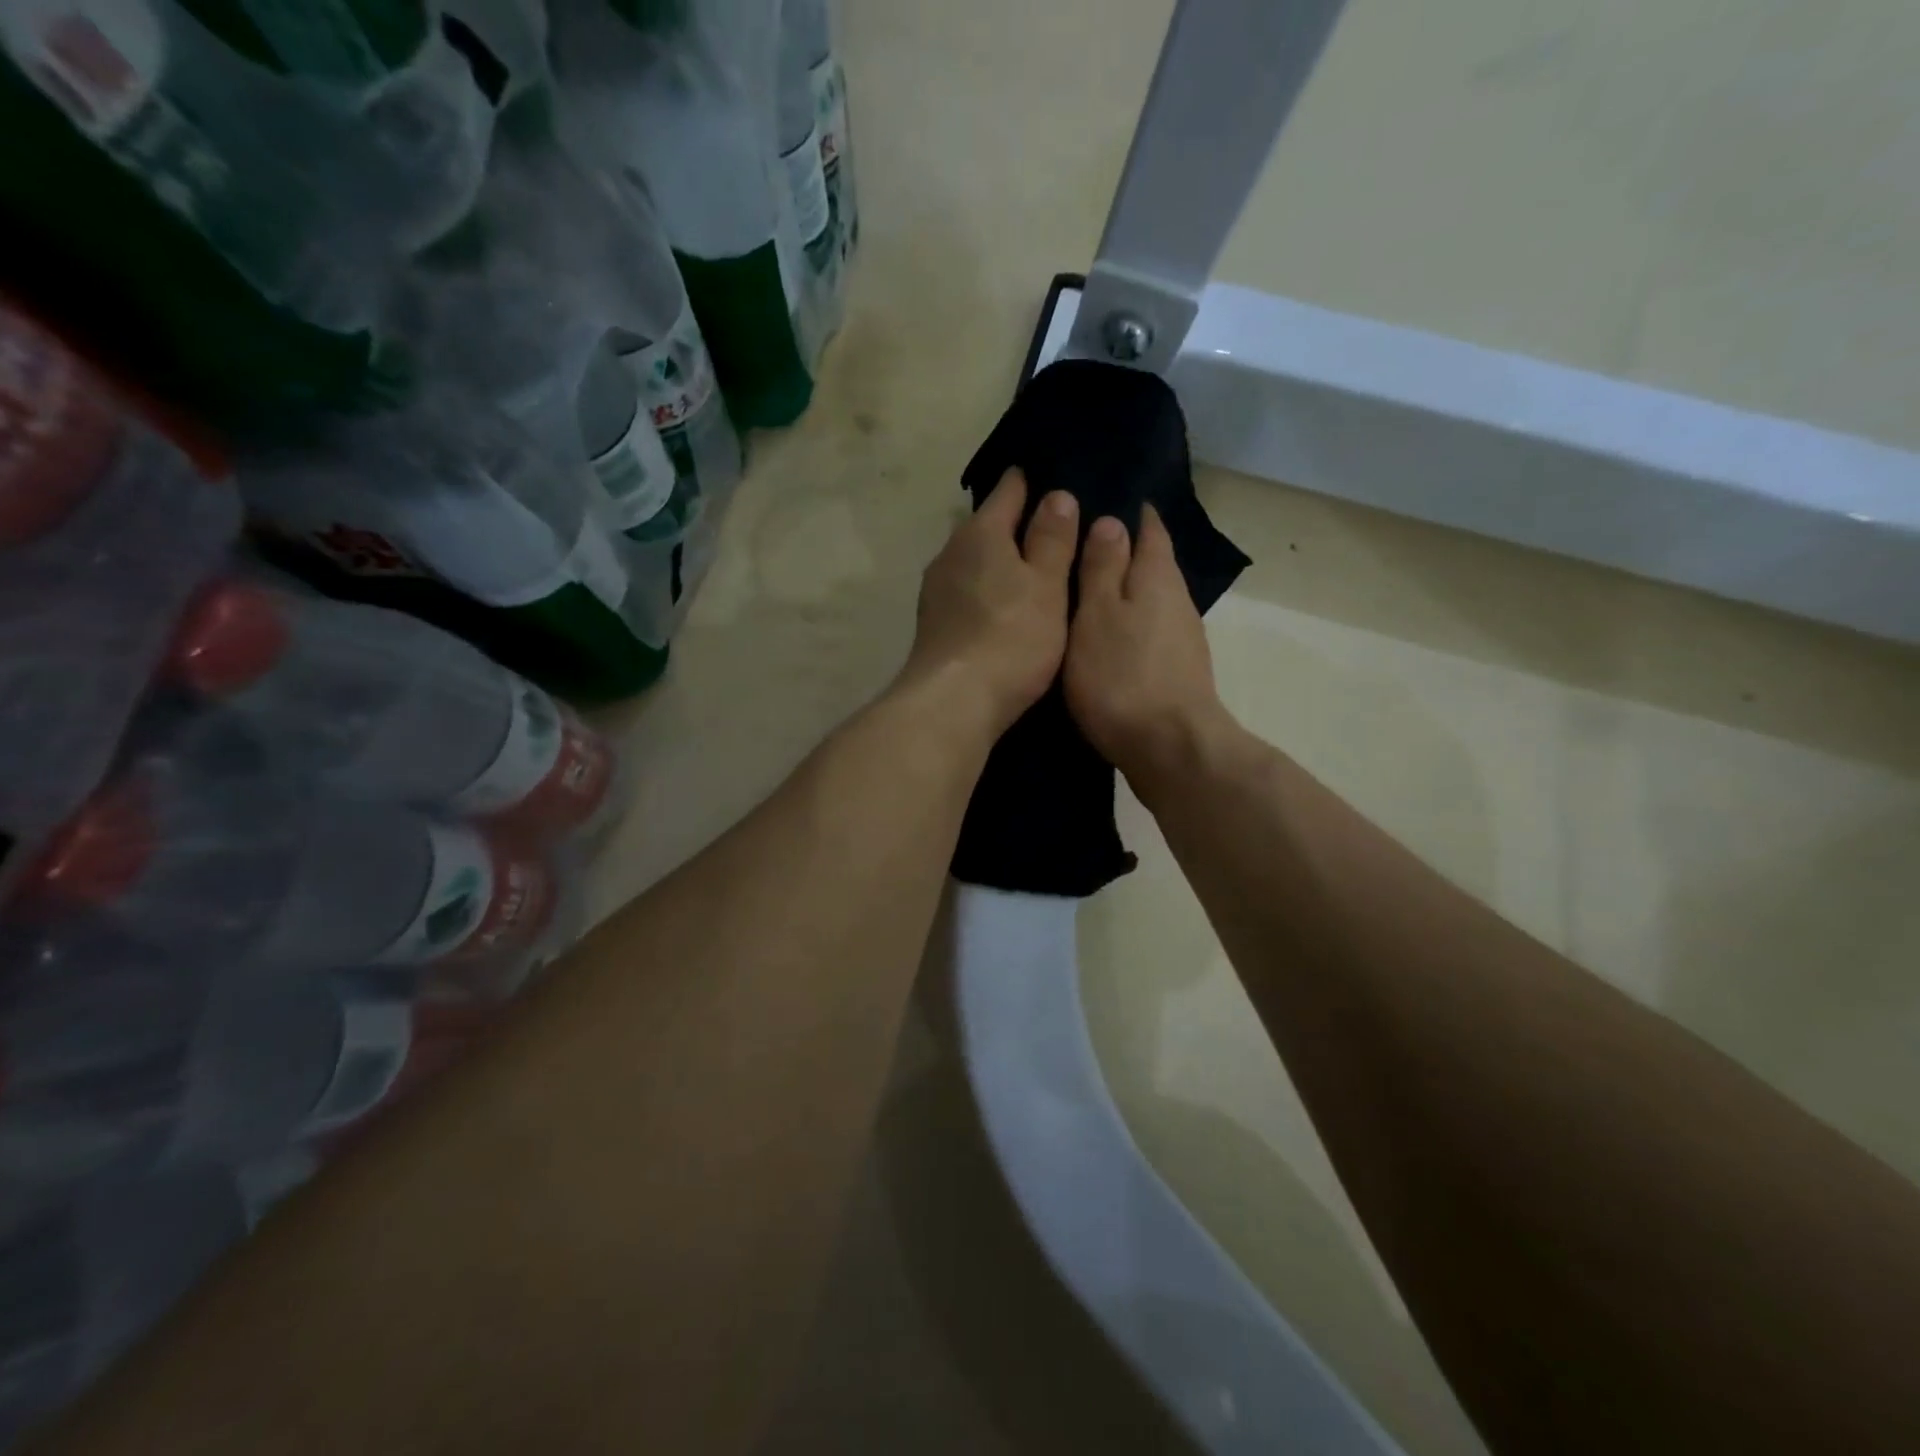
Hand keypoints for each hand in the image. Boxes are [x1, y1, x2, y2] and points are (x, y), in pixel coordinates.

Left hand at [902, 469, 1077, 737]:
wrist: (954, 702)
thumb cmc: (1011, 637)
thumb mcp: (1047, 586)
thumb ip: (1052, 540)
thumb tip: (1057, 496)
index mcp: (980, 533)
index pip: (1009, 491)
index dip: (1031, 482)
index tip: (1053, 478)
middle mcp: (950, 553)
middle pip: (987, 526)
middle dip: (1016, 525)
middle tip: (1054, 530)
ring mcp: (936, 590)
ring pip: (974, 561)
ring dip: (999, 561)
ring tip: (1032, 569)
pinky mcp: (933, 623)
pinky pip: (967, 591)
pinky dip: (987, 590)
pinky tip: (1003, 606)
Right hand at [1064, 505, 1230, 787]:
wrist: (1169, 749)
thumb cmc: (1122, 676)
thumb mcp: (1097, 614)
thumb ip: (1102, 567)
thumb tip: (1112, 521)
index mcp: (1157, 576)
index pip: (1149, 527)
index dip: (1128, 510)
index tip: (1098, 498)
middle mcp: (1176, 600)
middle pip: (1150, 563)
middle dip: (1121, 551)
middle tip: (1076, 545)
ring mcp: (1180, 638)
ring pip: (1147, 600)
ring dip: (1121, 591)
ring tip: (1082, 590)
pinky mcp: (1175, 671)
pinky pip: (1146, 631)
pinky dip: (1126, 625)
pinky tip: (1103, 636)